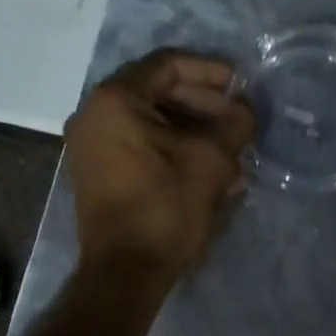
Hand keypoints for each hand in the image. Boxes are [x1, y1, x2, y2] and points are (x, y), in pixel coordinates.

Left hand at [64, 50, 254, 280]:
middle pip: (157, 91)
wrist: (125, 272)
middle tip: (237, 119)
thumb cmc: (165, 208)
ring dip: (193, 131)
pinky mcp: (97, 173)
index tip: (241, 85)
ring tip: (231, 150)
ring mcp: (91, 145)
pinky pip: (139, 146)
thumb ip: (234, 124)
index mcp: (116, 99)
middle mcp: (94, 114)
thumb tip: (245, 110)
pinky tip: (209, 170)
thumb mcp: (211, 162)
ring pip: (151, 122)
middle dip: (203, 104)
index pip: (168, 64)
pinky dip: (172, 150)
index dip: (210, 70)